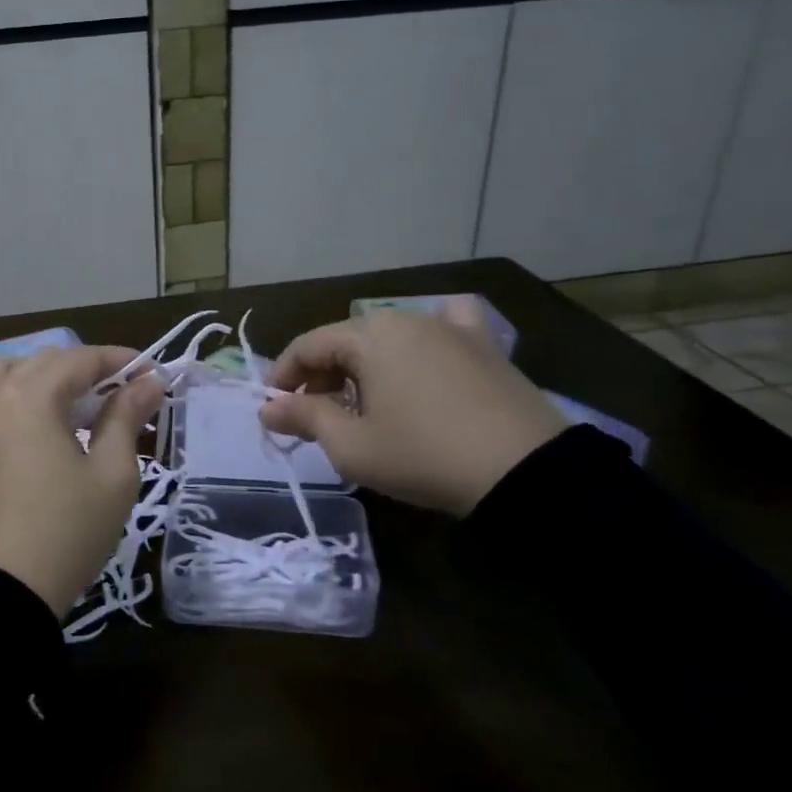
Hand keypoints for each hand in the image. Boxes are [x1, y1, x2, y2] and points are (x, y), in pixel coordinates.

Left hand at [0, 346, 162, 617]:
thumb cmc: (66, 531)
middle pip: (43, 361)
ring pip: (3, 372)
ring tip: (69, 402)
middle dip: (85, 369)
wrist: (1, 593)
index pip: (80, 360)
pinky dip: (10, 395)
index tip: (151, 374)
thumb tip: (148, 382)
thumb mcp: (112, 475)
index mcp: (29, 397)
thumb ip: (127, 418)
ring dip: (39, 375)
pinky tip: (32, 424)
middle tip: (121, 393)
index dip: (119, 361)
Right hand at [259, 299, 566, 516]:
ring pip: (389, 338)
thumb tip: (267, 408)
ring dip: (365, 365)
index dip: (284, 376)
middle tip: (316, 414)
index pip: (308, 346)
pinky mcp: (485, 346)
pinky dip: (426, 340)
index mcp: (368, 336)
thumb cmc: (423, 456)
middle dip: (322, 375)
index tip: (274, 408)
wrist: (525, 472)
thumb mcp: (352, 446)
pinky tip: (429, 355)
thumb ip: (305, 419)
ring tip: (365, 402)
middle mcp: (405, 318)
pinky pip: (446, 328)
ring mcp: (450, 327)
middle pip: (346, 340)